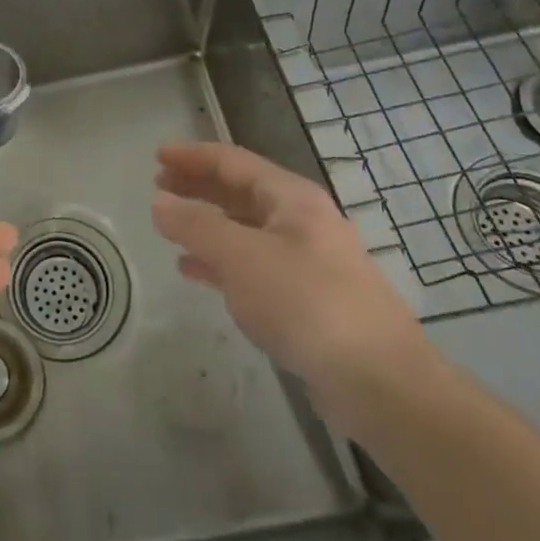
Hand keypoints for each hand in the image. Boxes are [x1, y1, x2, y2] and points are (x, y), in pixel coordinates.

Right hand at [150, 142, 430, 431]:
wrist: (382, 384)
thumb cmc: (308, 304)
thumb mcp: (242, 258)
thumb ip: (196, 226)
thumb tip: (159, 201)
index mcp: (291, 199)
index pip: (233, 161)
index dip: (192, 156)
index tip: (157, 156)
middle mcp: (302, 221)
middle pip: (240, 192)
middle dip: (198, 186)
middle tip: (158, 186)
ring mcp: (307, 262)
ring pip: (245, 229)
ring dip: (206, 223)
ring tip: (170, 226)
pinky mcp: (307, 300)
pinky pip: (253, 266)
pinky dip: (220, 261)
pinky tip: (194, 271)